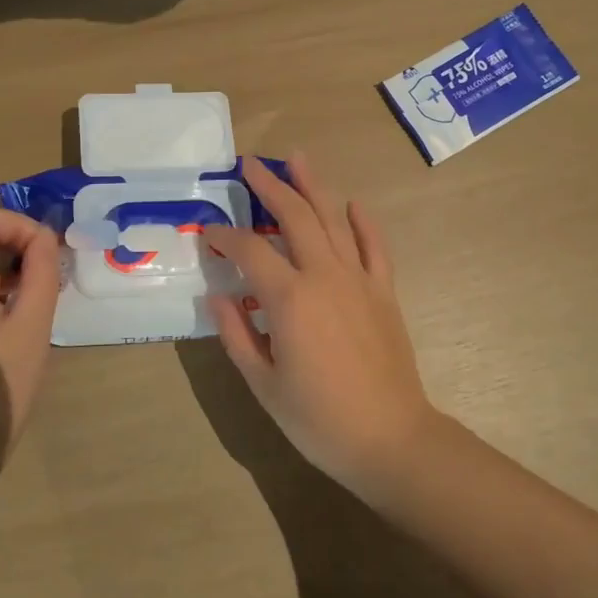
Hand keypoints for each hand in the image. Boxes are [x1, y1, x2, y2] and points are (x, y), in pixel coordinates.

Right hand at [203, 152, 438, 487]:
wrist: (389, 437)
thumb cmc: (318, 418)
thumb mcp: (263, 384)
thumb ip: (236, 335)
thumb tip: (216, 297)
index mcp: (289, 298)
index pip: (249, 251)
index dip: (224, 237)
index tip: (208, 233)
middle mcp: (324, 275)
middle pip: (295, 217)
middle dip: (270, 187)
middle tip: (250, 164)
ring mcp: (359, 279)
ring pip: (334, 220)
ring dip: (313, 187)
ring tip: (297, 160)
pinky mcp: (383, 291)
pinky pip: (374, 246)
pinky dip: (363, 221)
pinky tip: (352, 204)